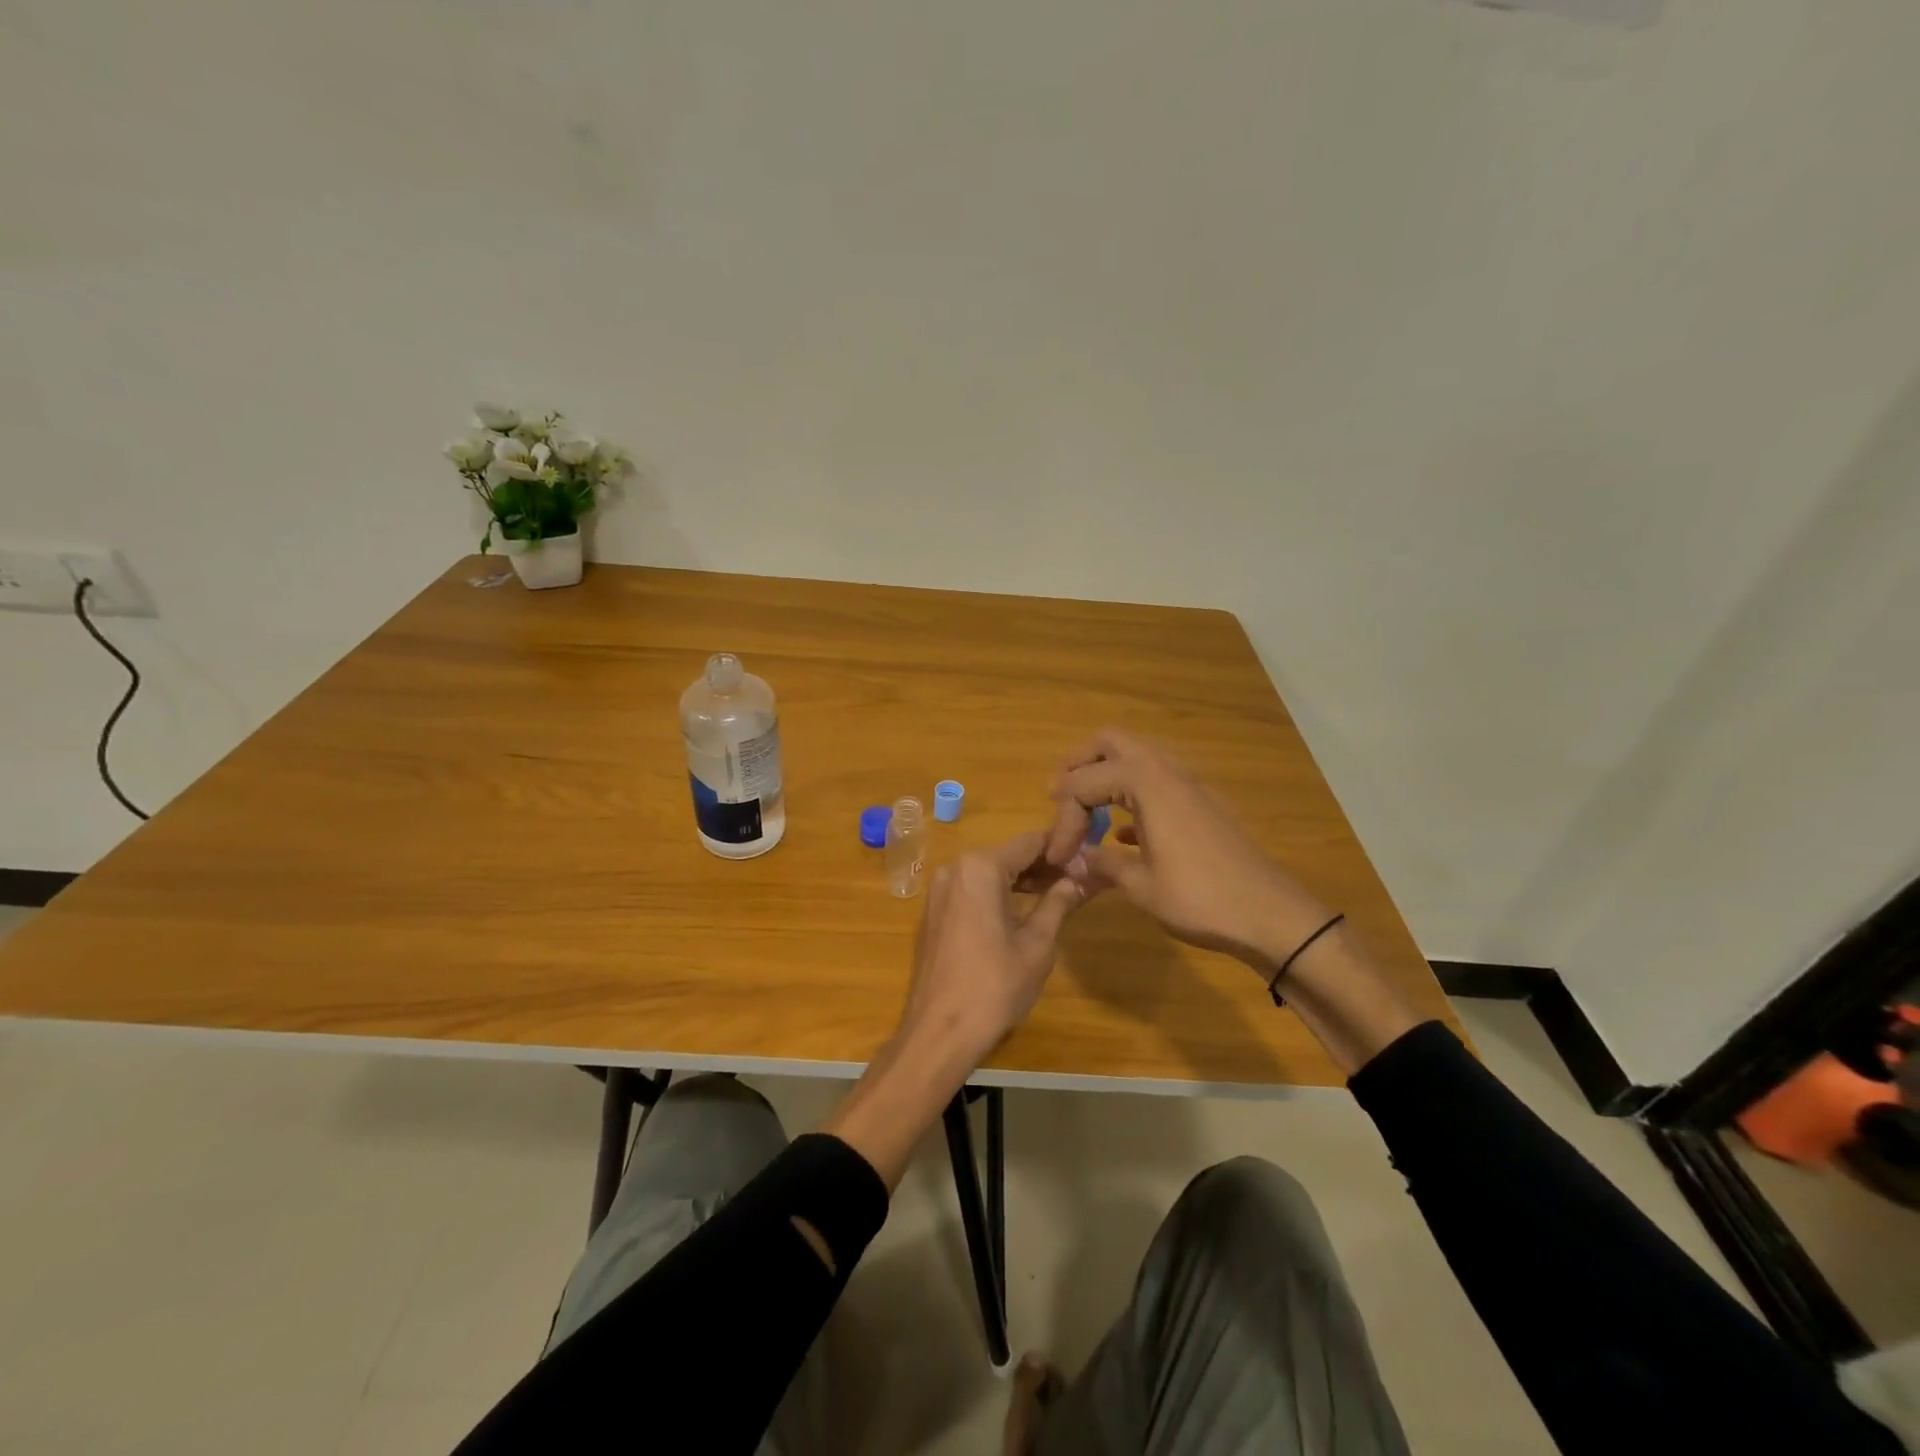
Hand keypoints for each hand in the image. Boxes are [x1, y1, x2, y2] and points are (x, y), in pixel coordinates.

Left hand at [898, 830, 1091, 1065]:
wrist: (939, 1031)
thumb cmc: (994, 986)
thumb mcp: (1037, 944)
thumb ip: (1059, 903)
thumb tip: (1080, 879)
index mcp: (980, 867)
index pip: (1030, 842)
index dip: (1063, 849)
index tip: (1090, 859)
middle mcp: (955, 868)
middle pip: (1009, 855)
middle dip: (1044, 865)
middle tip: (1081, 878)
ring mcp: (940, 890)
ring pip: (990, 872)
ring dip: (1022, 880)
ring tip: (1059, 893)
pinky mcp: (934, 912)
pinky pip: (973, 890)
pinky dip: (998, 894)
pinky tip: (1023, 909)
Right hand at [1042, 729, 1330, 974]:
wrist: (1271, 915)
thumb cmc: (1201, 899)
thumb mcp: (1140, 886)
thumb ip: (1103, 864)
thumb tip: (1078, 861)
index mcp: (1147, 783)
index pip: (1085, 784)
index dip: (1063, 818)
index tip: (1058, 856)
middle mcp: (1168, 771)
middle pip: (1111, 743)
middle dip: (1079, 764)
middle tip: (1059, 796)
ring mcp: (1191, 785)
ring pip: (1138, 757)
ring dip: (1107, 775)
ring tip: (1087, 810)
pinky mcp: (1204, 804)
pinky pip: (1158, 782)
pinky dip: (1133, 794)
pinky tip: (1122, 834)